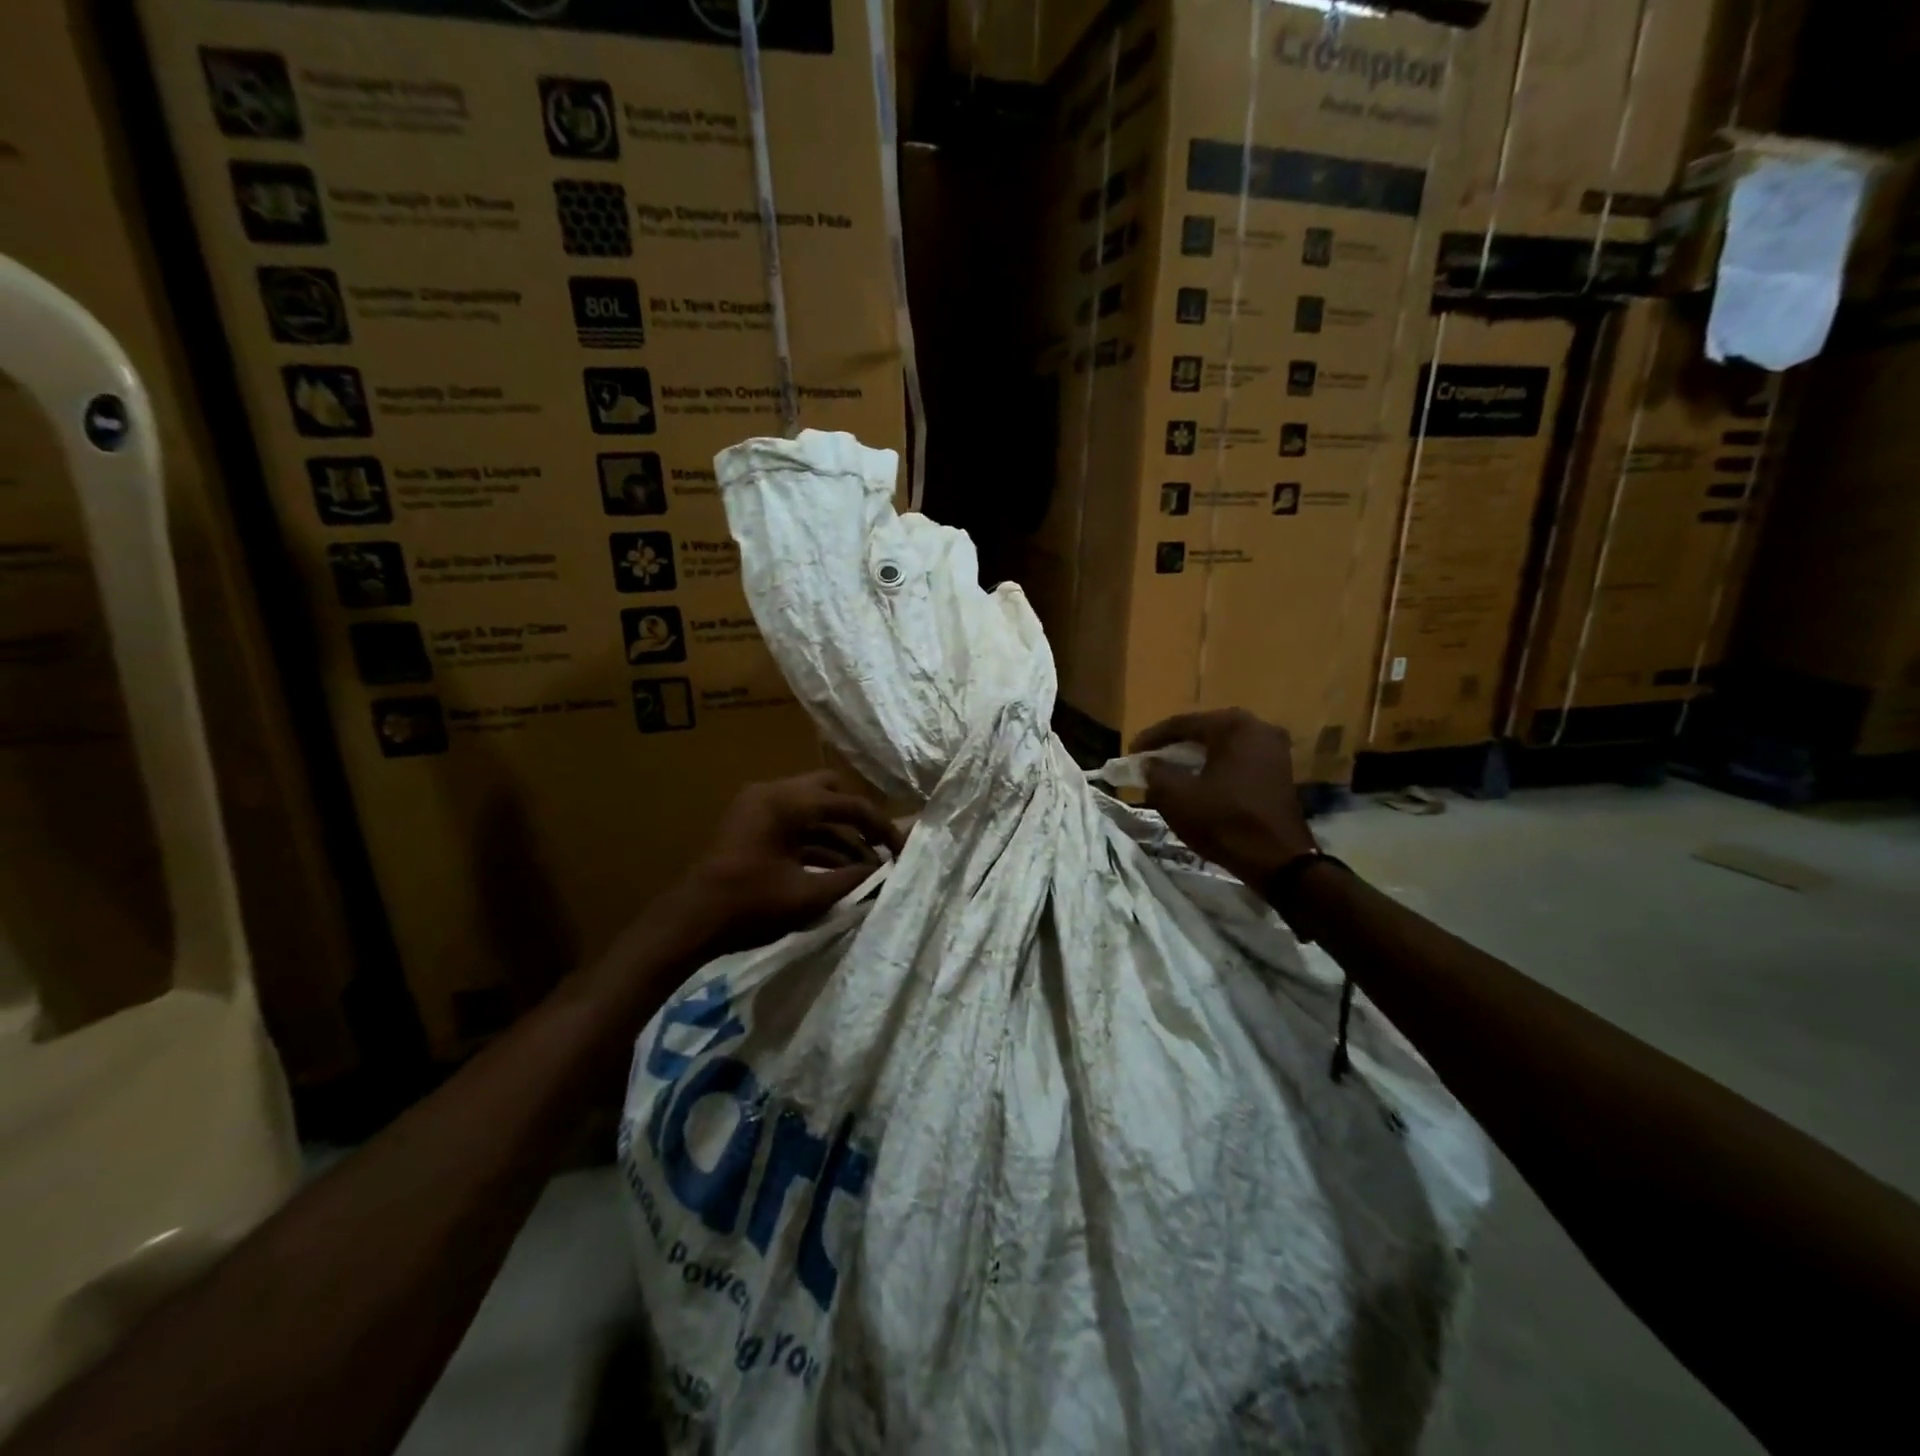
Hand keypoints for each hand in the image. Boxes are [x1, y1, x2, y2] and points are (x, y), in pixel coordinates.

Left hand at [662, 771, 904, 955]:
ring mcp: (759, 807)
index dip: (881, 827)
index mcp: (787, 802)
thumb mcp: (808, 896)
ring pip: (813, 811)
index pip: (848, 804)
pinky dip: (818, 843)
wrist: (689, 923)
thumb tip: (885, 874)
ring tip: (865, 868)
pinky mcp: (753, 826)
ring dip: (840, 835)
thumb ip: (853, 880)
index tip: (902, 849)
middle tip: (880, 846)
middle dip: (859, 819)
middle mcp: (773, 793)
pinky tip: (839, 871)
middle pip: (830, 793)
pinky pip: (795, 826)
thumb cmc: (748, 906)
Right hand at [1131, 709, 1315, 887]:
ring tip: (1169, 773)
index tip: (1130, 753)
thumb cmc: (1224, 821)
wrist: (1279, 861)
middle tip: (1149, 761)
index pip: (1182, 723)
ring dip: (1194, 759)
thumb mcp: (1176, 797)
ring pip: (1221, 747)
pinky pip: (1237, 761)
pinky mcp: (1279, 772)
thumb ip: (1156, 773)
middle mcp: (1258, 728)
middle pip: (1204, 732)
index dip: (1152, 738)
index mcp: (1234, 726)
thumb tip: (1150, 764)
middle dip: (1174, 747)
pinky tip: (1197, 784)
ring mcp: (1274, 750)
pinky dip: (1214, 769)